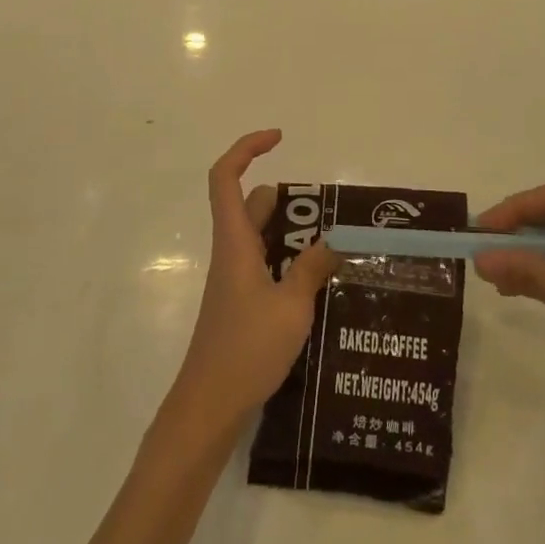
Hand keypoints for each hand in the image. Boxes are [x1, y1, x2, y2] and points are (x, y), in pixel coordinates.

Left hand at [169, 131, 338, 433]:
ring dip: (293, 232)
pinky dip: (290, 260)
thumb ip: (312, 270)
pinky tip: (319, 282)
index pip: (226, 177)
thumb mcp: (291, 307)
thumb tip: (334, 244)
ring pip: (262, 236)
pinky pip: (267, 263)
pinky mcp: (241, 302)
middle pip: (252, 204)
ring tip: (335, 245)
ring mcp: (235, 278)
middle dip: (289, 199)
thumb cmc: (246, 349)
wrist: (209, 405)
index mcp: (235, 241)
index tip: (279, 138)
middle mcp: (232, 252)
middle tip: (329, 211)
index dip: (247, 148)